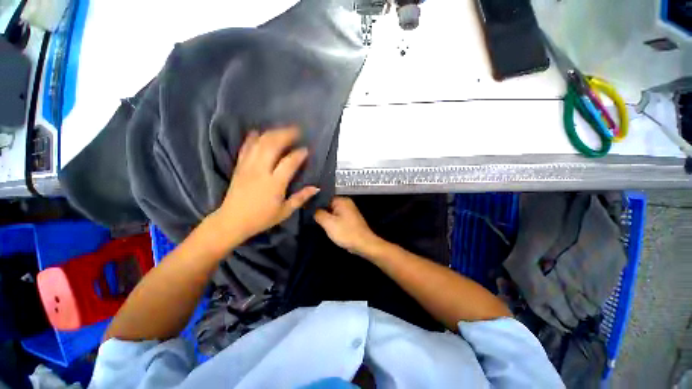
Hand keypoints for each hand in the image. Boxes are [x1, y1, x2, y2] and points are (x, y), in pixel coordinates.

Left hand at [211, 127, 319, 242]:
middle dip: (286, 135)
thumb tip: (316, 188)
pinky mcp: (239, 167)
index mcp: (274, 183)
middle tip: (296, 131)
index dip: (299, 154)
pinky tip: (257, 132)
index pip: (289, 162)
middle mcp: (261, 171)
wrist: (232, 221)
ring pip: (259, 143)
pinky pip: (245, 148)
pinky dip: (252, 138)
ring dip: (271, 133)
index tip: (306, 149)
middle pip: (273, 145)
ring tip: (282, 129)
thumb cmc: (262, 218)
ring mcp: (248, 167)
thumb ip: (301, 198)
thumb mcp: (285, 211)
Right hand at [314, 197, 381, 255]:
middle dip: (320, 210)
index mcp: (342, 200)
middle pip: (329, 204)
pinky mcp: (349, 219)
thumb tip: (312, 208)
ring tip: (315, 221)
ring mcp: (349, 211)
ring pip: (332, 211)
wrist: (364, 244)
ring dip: (326, 217)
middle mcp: (346, 203)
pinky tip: (325, 226)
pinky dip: (332, 221)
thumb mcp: (329, 223)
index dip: (315, 202)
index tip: (306, 208)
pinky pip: (337, 217)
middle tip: (309, 216)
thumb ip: (319, 213)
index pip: (325, 197)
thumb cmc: (346, 232)